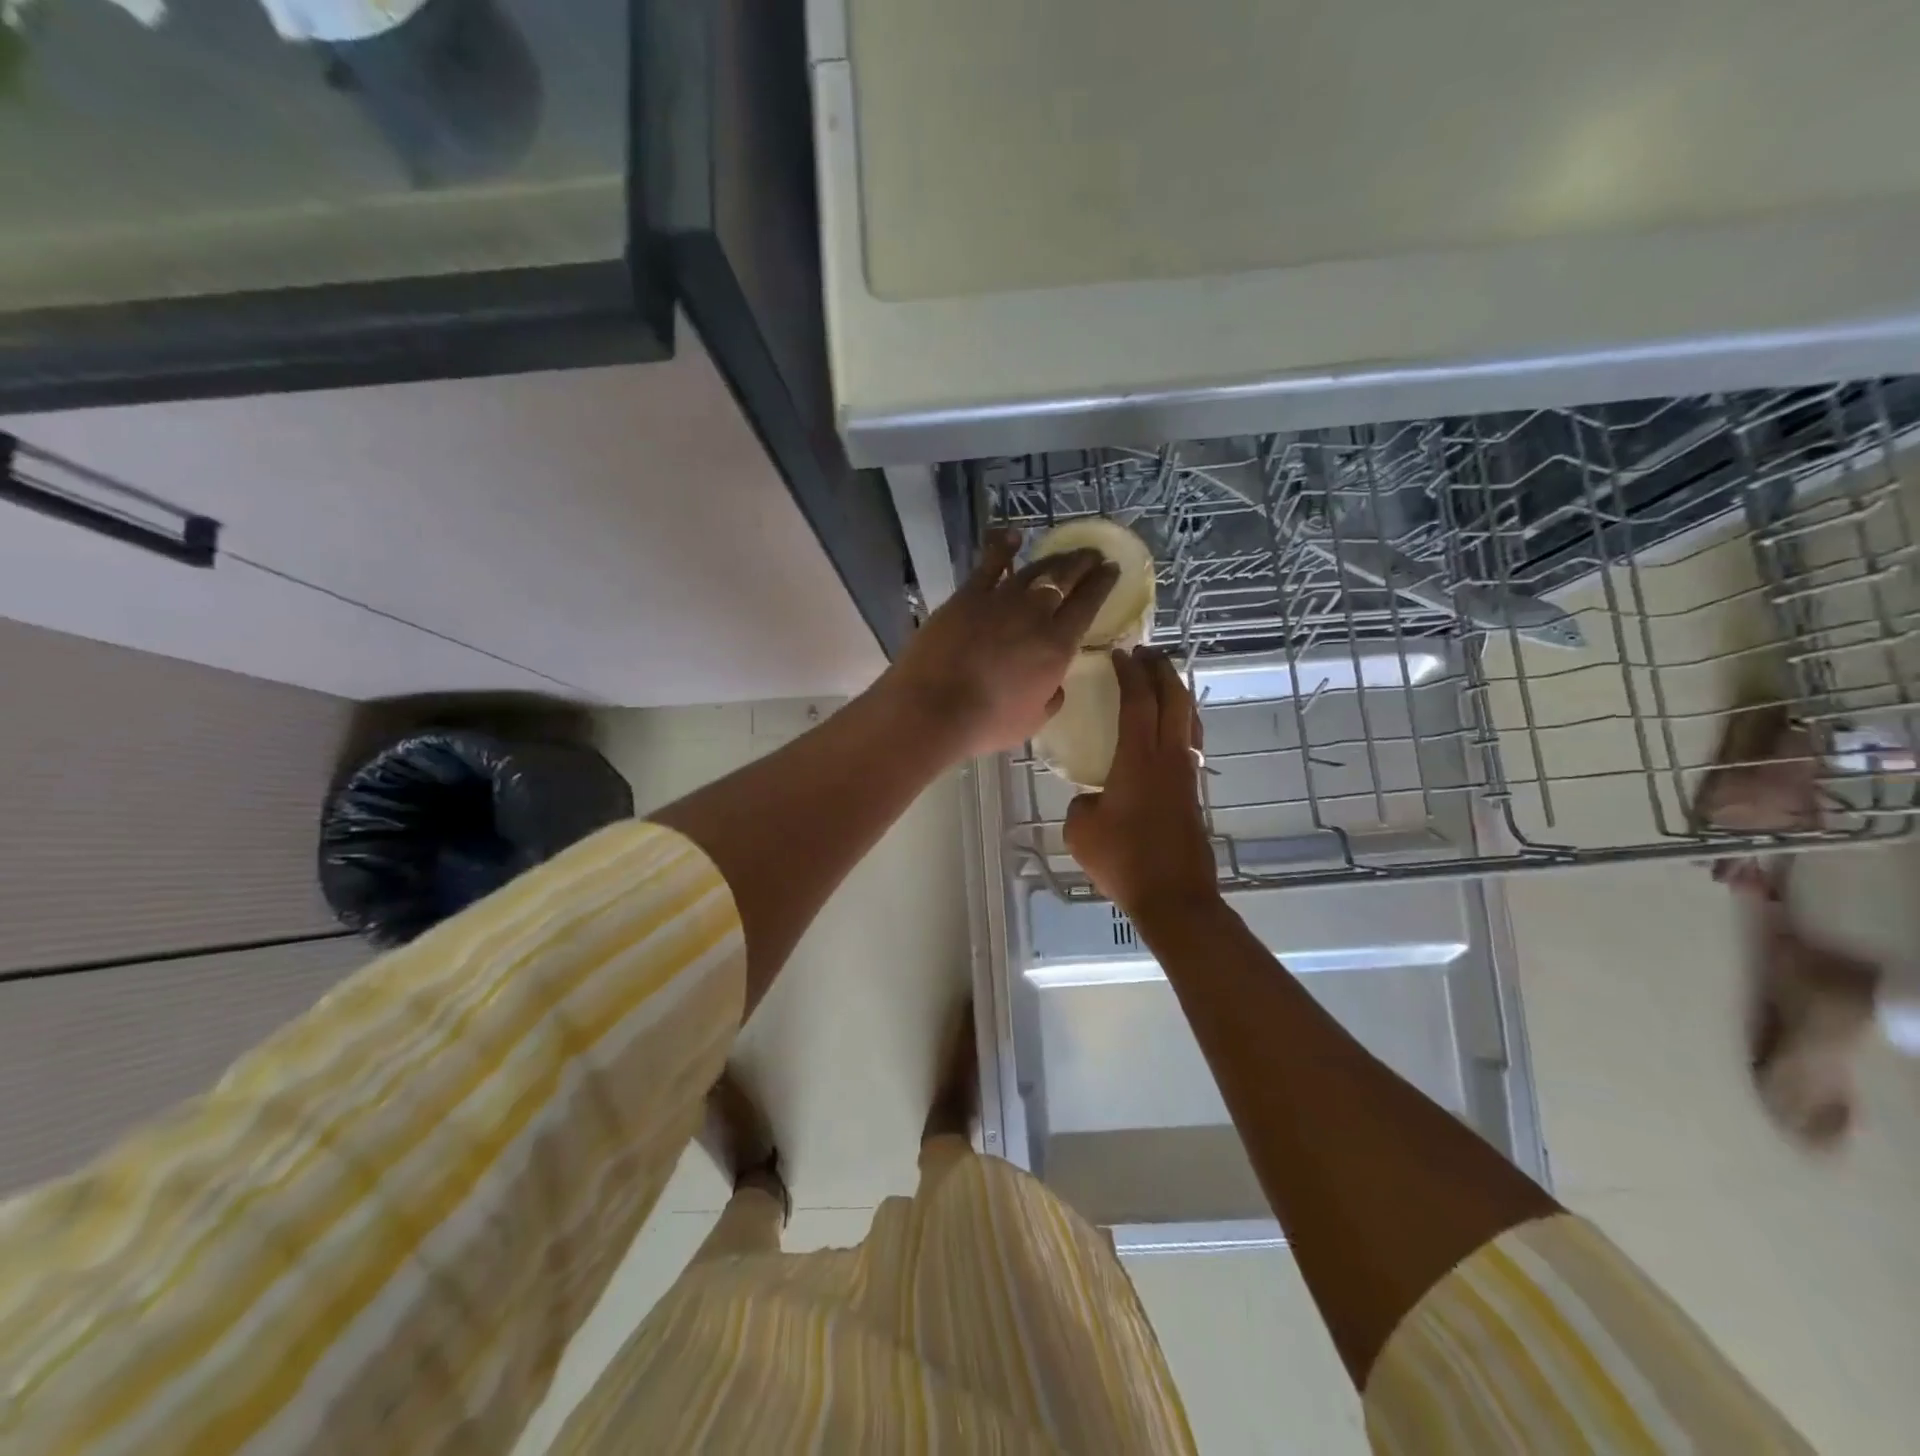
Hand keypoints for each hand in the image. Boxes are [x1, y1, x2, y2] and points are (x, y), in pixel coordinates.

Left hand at [881, 529, 1117, 760]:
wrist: (933, 707)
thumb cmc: (986, 722)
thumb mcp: (1033, 721)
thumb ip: (1051, 698)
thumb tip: (1056, 684)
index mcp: (1057, 646)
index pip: (1088, 604)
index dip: (1102, 584)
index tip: (1112, 569)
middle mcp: (1035, 614)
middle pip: (1066, 578)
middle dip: (1084, 563)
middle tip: (1094, 554)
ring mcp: (1000, 600)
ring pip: (1035, 569)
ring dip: (1054, 558)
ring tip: (1066, 553)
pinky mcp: (967, 596)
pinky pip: (990, 564)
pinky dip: (1004, 548)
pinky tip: (1014, 536)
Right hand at [1064, 646, 1218, 919]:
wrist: (1173, 896)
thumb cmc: (1123, 859)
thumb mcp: (1081, 830)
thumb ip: (1081, 804)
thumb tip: (1091, 799)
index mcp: (1139, 758)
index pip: (1138, 701)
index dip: (1129, 673)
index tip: (1119, 653)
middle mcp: (1169, 757)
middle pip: (1174, 699)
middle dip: (1161, 669)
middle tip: (1145, 652)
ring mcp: (1186, 774)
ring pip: (1189, 719)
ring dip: (1176, 693)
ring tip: (1162, 682)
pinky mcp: (1193, 793)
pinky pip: (1190, 742)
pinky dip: (1180, 721)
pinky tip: (1169, 731)